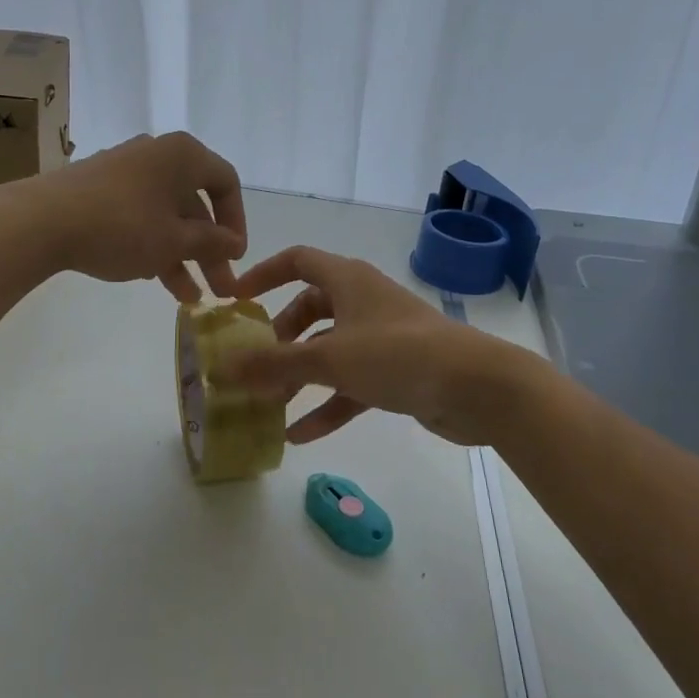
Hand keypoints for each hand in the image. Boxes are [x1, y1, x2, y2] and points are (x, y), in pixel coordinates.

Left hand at [28, 132, 246, 300]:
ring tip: (188, 297)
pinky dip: (152, 243)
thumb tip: (233, 243)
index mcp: (183, 155)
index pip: (225, 183)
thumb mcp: (174, 241)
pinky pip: (139, 214)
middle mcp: (156, 155)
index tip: (235, 256)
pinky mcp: (98, 188)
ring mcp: (124, 170)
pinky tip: (153, 277)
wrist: (40, 221)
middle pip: (194, 204)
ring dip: (181, 254)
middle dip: (208, 249)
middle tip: (219, 289)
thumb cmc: (122, 226)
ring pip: (165, 214)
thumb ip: (210, 242)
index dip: (236, 221)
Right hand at [221, 245, 517, 444]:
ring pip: (329, 350)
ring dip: (300, 376)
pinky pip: (351, 383)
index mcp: (347, 280)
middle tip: (255, 365)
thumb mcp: (329, 358)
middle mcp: (362, 301)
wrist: (476, 386)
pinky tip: (300, 436)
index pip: (297, 261)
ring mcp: (381, 337)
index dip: (264, 274)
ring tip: (269, 406)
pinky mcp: (396, 371)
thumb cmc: (397, 355)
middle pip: (310, 310)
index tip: (236, 300)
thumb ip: (275, 364)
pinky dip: (327, 405)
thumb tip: (223, 367)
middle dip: (280, 338)